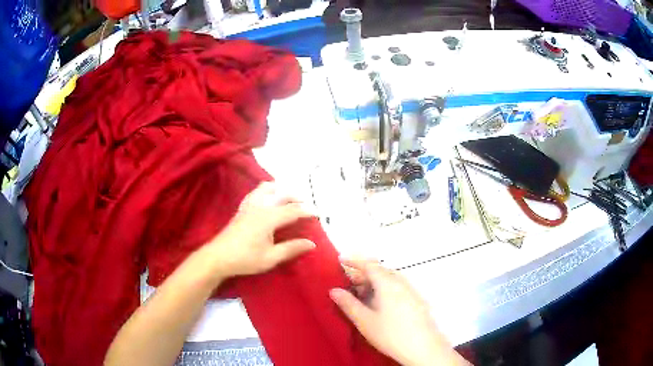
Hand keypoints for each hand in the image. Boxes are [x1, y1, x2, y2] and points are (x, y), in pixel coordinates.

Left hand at [205, 182, 315, 278]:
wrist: (218, 257)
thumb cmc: (245, 259)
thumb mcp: (271, 258)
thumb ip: (292, 248)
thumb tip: (312, 244)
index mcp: (269, 218)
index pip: (293, 210)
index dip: (307, 211)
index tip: (319, 213)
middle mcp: (260, 206)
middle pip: (282, 195)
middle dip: (297, 198)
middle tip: (307, 206)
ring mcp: (249, 205)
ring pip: (267, 188)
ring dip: (280, 190)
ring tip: (289, 197)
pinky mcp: (242, 209)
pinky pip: (256, 192)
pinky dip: (266, 190)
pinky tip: (268, 197)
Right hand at [330, 259, 469, 365]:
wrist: (423, 347)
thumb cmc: (391, 334)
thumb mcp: (365, 321)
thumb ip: (348, 304)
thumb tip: (334, 290)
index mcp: (388, 283)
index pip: (369, 264)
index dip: (354, 261)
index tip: (340, 259)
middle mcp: (401, 282)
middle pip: (380, 271)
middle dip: (362, 274)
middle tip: (347, 284)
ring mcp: (411, 291)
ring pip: (389, 279)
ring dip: (373, 283)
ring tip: (360, 296)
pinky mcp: (416, 300)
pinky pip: (397, 287)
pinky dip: (383, 289)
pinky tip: (378, 304)